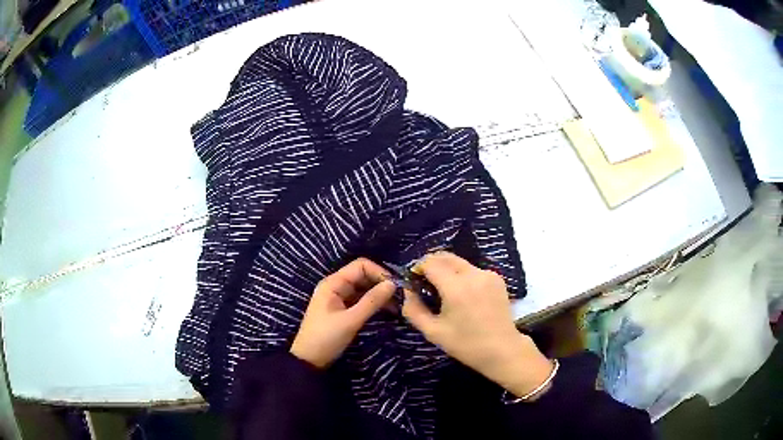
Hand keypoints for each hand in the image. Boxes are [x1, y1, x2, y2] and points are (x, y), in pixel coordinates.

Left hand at [290, 258, 394, 368]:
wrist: (309, 360)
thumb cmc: (326, 338)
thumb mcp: (351, 320)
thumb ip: (372, 301)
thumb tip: (393, 284)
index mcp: (333, 283)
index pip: (361, 266)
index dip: (379, 272)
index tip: (396, 286)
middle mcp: (336, 286)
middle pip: (363, 275)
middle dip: (381, 283)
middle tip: (401, 296)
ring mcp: (338, 297)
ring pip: (363, 288)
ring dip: (379, 294)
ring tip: (398, 304)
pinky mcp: (342, 309)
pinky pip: (360, 299)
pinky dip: (373, 302)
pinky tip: (387, 310)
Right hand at [402, 252, 554, 399]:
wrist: (502, 349)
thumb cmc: (466, 344)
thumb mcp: (433, 332)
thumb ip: (414, 310)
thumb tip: (408, 291)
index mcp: (455, 287)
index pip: (430, 263)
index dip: (418, 268)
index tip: (414, 281)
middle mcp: (472, 274)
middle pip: (445, 257)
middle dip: (432, 264)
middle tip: (425, 282)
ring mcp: (487, 274)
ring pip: (459, 262)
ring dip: (447, 269)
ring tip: (444, 290)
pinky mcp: (497, 278)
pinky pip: (473, 270)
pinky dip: (463, 275)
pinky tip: (464, 294)